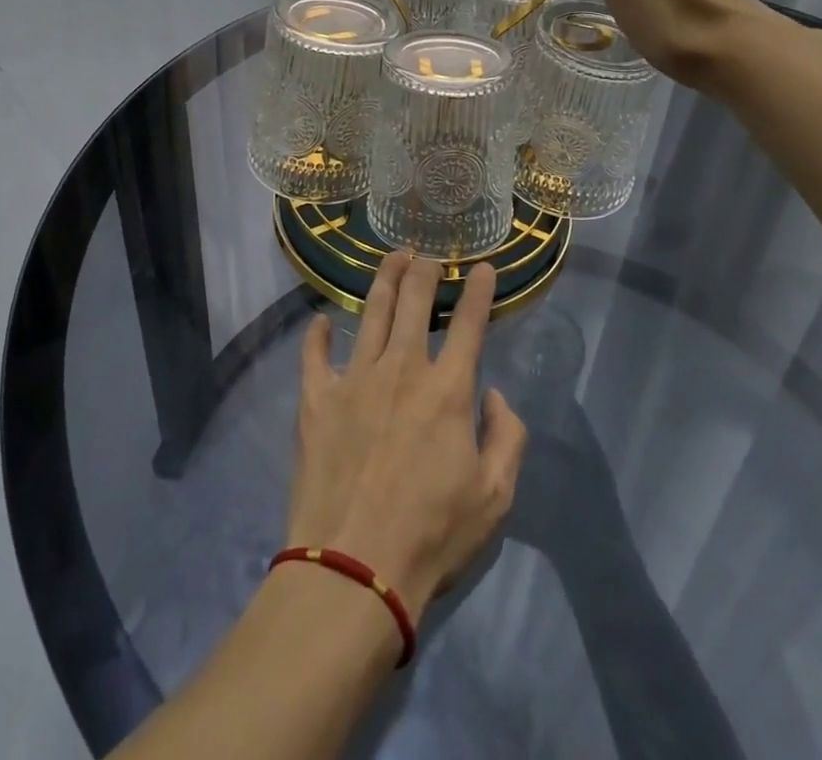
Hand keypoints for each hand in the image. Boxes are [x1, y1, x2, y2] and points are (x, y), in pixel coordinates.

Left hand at [286, 252, 527, 623]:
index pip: (470, 324)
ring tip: (393, 258)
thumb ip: (507, 438)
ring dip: (384, 280)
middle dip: (424, 270)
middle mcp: (401, 369)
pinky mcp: (316, 398)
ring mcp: (354, 379)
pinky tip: (320, 321)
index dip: (479, 290)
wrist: (353, 568)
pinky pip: (314, 354)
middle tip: (427, 254)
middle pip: (414, 302)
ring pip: (371, 313)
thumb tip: (495, 396)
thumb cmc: (431, 536)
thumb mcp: (494, 498)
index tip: (484, 266)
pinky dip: (317, 334)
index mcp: (446, 390)